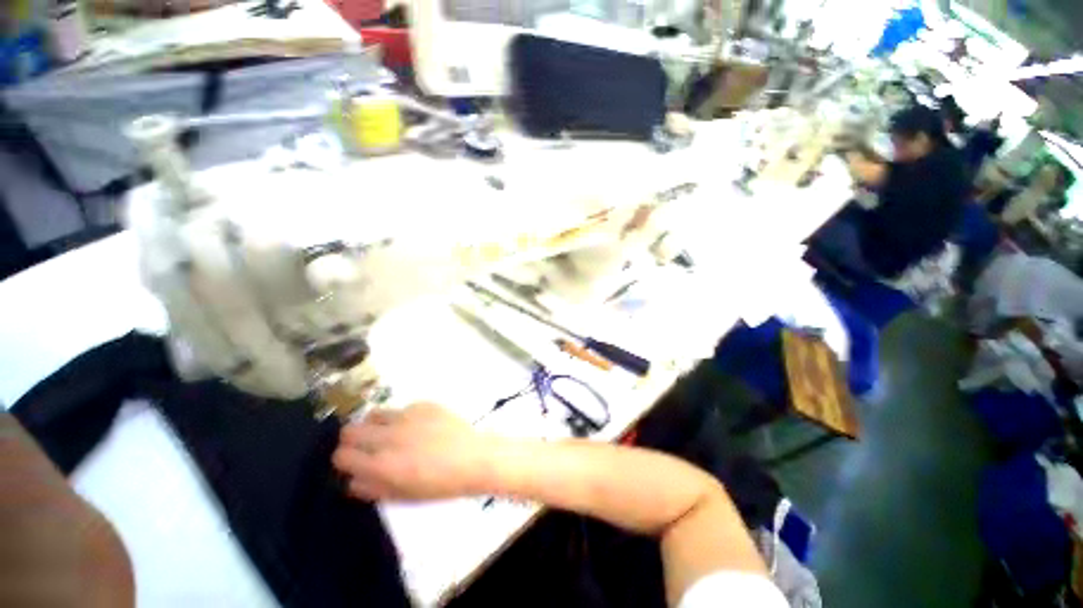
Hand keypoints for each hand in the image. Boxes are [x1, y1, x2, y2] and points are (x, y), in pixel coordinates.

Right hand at [332, 403, 501, 500]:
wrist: (474, 457)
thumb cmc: (440, 484)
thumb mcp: (403, 496)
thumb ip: (373, 488)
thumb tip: (353, 480)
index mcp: (381, 464)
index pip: (342, 456)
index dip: (344, 461)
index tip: (353, 463)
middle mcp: (389, 436)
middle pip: (350, 430)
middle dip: (353, 441)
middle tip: (368, 448)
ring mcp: (407, 416)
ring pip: (373, 414)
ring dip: (375, 426)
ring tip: (391, 435)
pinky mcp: (424, 404)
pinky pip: (402, 408)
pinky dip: (403, 418)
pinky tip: (420, 427)